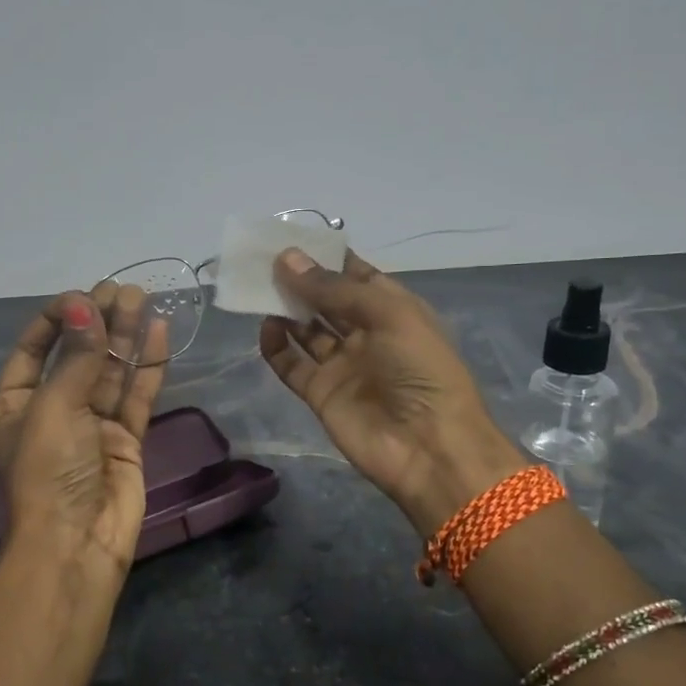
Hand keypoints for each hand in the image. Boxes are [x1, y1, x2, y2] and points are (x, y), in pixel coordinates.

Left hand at [0, 283, 169, 591]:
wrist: (77, 543)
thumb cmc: (49, 471)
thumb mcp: (54, 407)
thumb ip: (76, 356)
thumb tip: (85, 303)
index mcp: (16, 405)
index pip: (32, 350)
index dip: (56, 319)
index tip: (82, 295)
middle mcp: (53, 411)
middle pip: (77, 356)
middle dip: (98, 321)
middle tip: (122, 289)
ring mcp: (91, 426)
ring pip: (110, 371)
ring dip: (125, 336)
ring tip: (142, 298)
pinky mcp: (125, 440)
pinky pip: (135, 395)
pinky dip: (147, 366)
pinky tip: (159, 332)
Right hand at [259, 249, 525, 535]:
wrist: (428, 447)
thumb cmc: (420, 369)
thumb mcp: (388, 315)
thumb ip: (334, 289)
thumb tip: (287, 258)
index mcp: (393, 310)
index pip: (356, 275)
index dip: (327, 257)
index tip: (293, 238)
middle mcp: (366, 334)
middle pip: (326, 300)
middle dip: (300, 279)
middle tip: (264, 258)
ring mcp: (342, 365)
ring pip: (306, 329)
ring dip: (285, 308)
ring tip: (257, 286)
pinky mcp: (320, 393)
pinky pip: (292, 364)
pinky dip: (276, 346)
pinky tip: (265, 327)